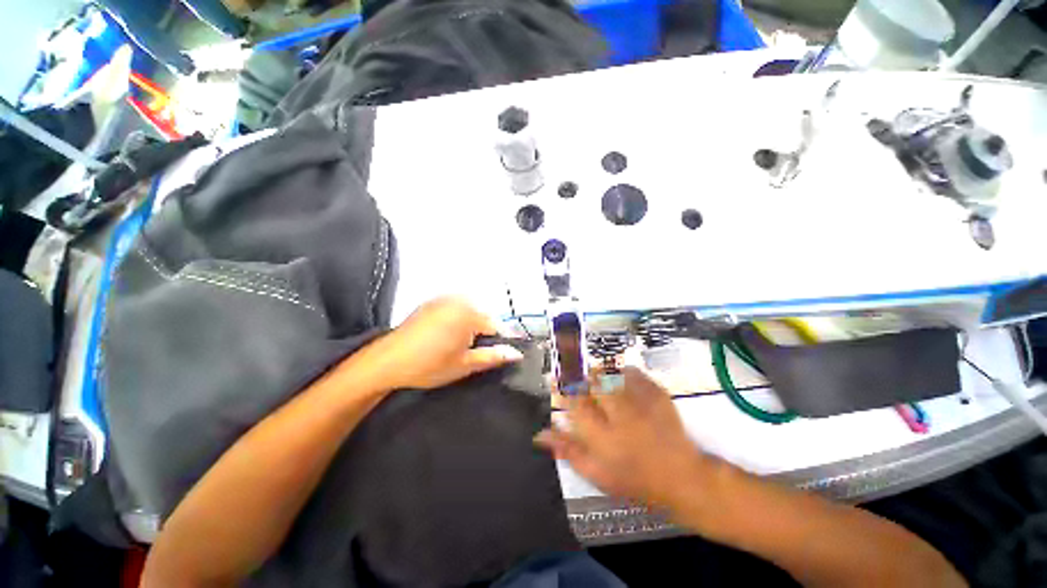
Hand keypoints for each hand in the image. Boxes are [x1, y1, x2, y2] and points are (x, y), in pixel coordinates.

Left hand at [354, 297, 522, 390]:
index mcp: (470, 313)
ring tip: (458, 345)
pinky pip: (455, 308)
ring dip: (471, 326)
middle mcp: (459, 300)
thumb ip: (493, 356)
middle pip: (484, 316)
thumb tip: (517, 353)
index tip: (497, 355)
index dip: (500, 342)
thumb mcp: (465, 365)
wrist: (387, 361)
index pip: (498, 325)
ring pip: (470, 311)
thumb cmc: (429, 365)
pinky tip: (446, 336)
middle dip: (484, 333)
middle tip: (473, 353)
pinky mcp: (431, 302)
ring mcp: (444, 298)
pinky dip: (457, 319)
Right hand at [536, 367, 711, 506]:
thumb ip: (567, 450)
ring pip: (611, 374)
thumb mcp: (596, 473)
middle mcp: (619, 415)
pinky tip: (620, 378)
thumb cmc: (634, 479)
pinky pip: (634, 373)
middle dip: (579, 374)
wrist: (682, 477)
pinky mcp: (657, 394)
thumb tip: (540, 434)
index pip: (574, 403)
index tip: (554, 379)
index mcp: (601, 437)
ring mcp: (640, 403)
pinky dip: (622, 372)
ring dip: (599, 372)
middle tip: (575, 375)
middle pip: (592, 382)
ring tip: (595, 377)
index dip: (561, 387)